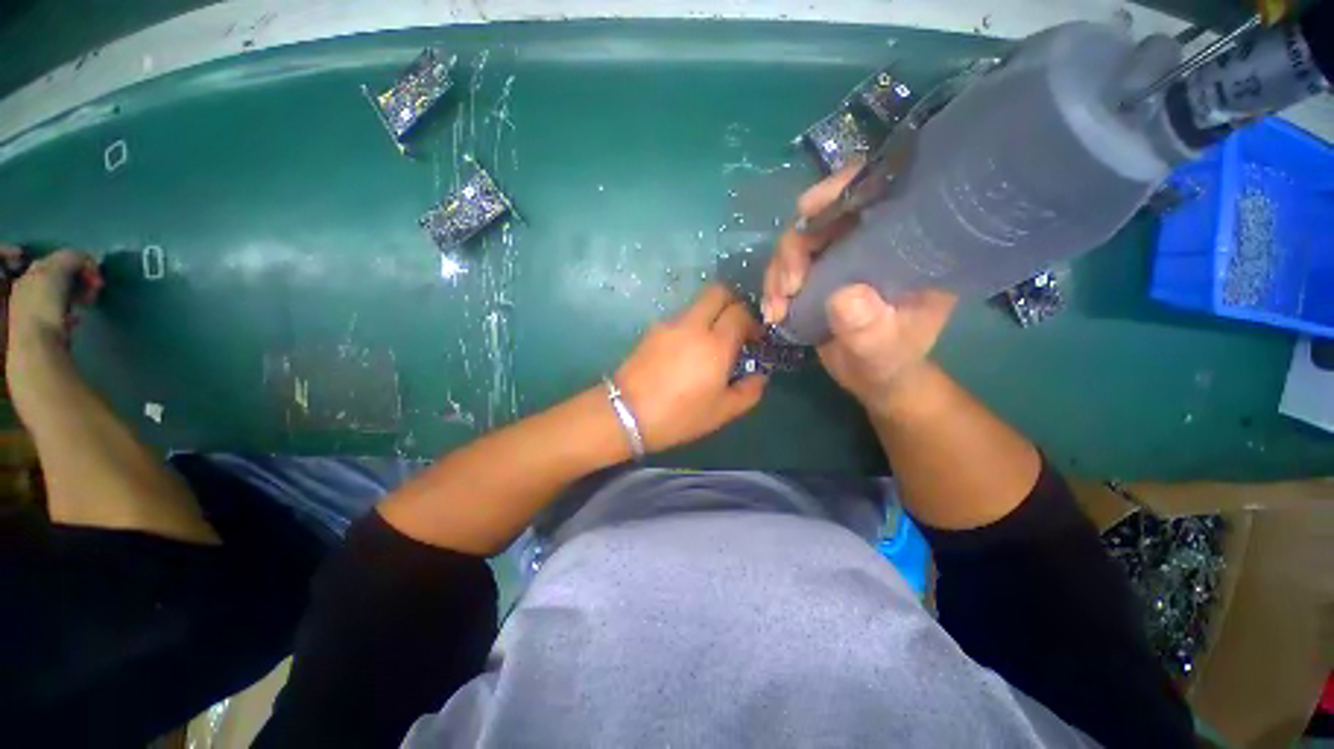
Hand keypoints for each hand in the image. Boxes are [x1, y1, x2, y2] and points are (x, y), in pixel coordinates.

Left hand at [8, 249, 102, 348]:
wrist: (37, 345)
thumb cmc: (44, 305)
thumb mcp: (56, 271)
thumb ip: (72, 258)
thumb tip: (89, 258)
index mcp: (31, 273)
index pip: (59, 259)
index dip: (79, 262)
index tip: (95, 273)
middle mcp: (28, 287)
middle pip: (59, 277)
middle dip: (79, 280)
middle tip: (95, 289)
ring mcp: (34, 310)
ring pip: (61, 295)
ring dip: (77, 296)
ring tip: (88, 304)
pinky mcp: (44, 328)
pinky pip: (61, 313)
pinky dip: (72, 313)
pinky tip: (77, 320)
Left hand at [615, 284, 766, 451]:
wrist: (627, 413)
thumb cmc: (679, 416)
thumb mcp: (722, 412)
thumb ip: (748, 391)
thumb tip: (760, 376)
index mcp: (715, 344)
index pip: (740, 312)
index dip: (752, 321)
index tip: (754, 338)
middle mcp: (693, 325)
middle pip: (718, 291)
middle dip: (732, 302)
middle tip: (735, 327)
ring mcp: (669, 324)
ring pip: (697, 304)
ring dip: (710, 314)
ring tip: (709, 343)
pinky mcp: (652, 330)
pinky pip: (679, 317)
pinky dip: (691, 325)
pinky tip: (686, 351)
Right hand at [761, 168, 955, 415]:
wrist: (872, 376)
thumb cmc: (889, 362)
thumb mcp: (884, 352)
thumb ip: (869, 330)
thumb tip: (843, 296)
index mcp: (908, 246)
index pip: (881, 191)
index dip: (843, 187)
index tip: (808, 210)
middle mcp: (872, 241)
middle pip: (825, 216)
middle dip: (795, 247)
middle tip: (787, 286)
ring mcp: (841, 256)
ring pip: (798, 242)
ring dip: (778, 271)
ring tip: (777, 308)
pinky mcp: (818, 273)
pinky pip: (786, 267)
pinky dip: (773, 286)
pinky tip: (773, 312)